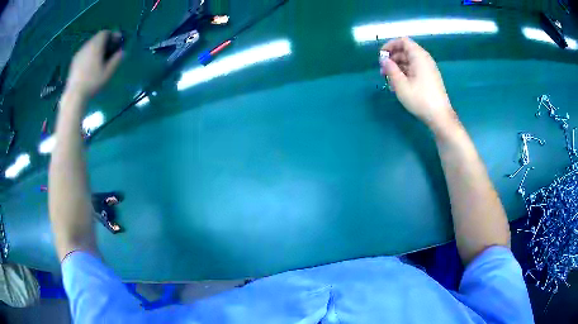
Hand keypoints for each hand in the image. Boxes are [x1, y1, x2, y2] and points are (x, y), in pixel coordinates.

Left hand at [66, 31, 122, 98]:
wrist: (75, 95)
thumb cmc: (93, 82)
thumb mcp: (108, 72)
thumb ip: (116, 60)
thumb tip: (122, 52)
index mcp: (96, 45)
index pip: (105, 33)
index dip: (113, 36)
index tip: (117, 43)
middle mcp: (87, 45)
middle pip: (97, 38)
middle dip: (105, 42)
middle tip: (110, 51)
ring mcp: (79, 53)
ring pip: (90, 45)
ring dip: (97, 49)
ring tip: (100, 60)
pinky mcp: (74, 61)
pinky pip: (84, 53)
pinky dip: (89, 55)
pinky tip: (90, 66)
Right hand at [380, 37, 454, 129]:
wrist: (440, 116)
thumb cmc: (420, 99)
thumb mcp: (401, 85)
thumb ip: (390, 69)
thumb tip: (383, 59)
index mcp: (419, 56)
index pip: (403, 41)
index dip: (390, 45)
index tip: (381, 56)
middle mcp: (425, 59)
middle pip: (406, 51)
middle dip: (392, 58)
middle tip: (383, 71)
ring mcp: (428, 69)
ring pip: (409, 61)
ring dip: (397, 67)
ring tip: (389, 80)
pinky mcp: (429, 78)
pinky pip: (415, 69)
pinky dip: (405, 73)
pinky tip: (399, 85)